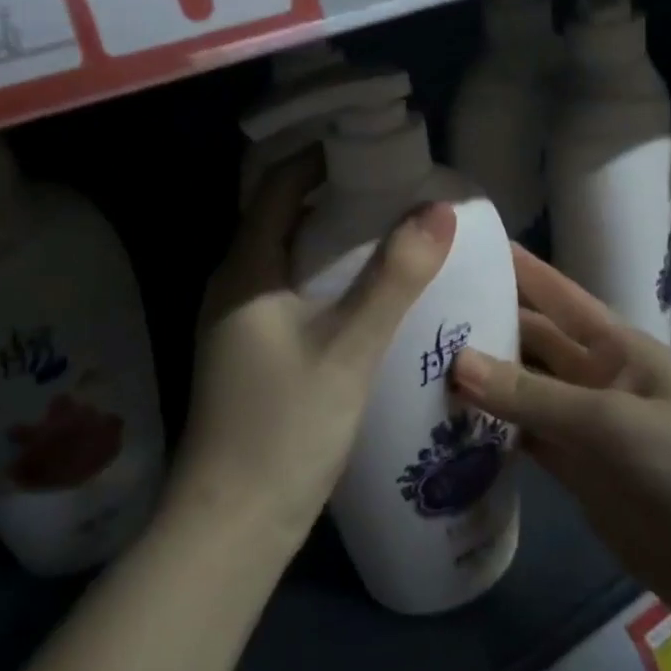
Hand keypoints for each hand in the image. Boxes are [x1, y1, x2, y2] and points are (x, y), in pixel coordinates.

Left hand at [173, 151, 455, 549]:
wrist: (232, 525)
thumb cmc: (285, 427)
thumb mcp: (349, 347)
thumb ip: (394, 277)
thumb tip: (437, 208)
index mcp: (245, 269)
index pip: (279, 186)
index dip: (321, 157)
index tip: (371, 144)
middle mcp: (232, 285)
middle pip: (281, 217)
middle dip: (333, 194)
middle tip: (392, 184)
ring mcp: (237, 321)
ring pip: (286, 256)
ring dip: (329, 236)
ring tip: (386, 227)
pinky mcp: (250, 352)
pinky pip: (288, 290)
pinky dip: (323, 274)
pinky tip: (361, 291)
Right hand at [452, 246, 670, 651]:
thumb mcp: (611, 424)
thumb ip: (532, 396)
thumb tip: (455, 361)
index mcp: (613, 344)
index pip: (551, 290)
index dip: (511, 264)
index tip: (457, 242)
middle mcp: (593, 376)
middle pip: (527, 340)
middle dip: (479, 324)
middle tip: (412, 314)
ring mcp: (584, 427)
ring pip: (519, 392)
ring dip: (478, 382)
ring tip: (412, 368)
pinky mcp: (578, 475)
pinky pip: (524, 442)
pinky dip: (489, 436)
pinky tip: (444, 430)